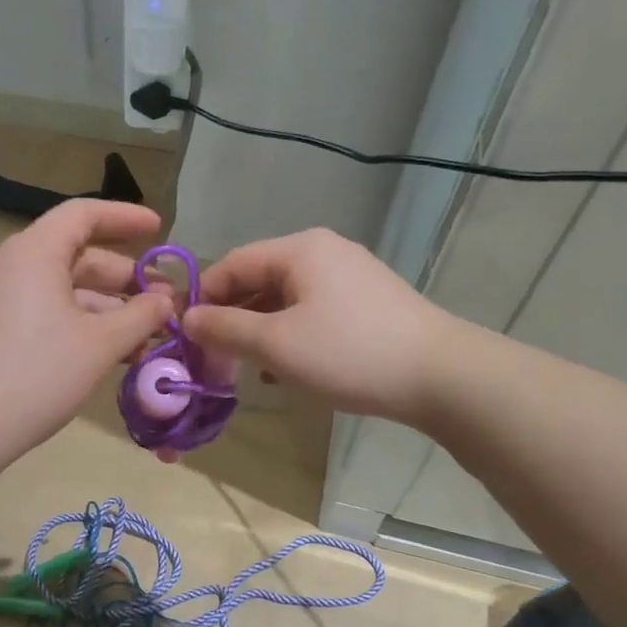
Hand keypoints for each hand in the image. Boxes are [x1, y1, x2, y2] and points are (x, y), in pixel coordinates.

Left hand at [0, 199, 174, 455]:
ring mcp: (0, 298)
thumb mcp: (101, 343)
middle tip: (164, 300)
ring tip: (148, 336)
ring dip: (108, 308)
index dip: (125, 218)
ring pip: (64, 289)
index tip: (159, 230)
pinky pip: (47, 310)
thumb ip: (141, 316)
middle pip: (77, 255)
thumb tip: (166, 301)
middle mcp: (12, 265)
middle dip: (124, 277)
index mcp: (34, 252)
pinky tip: (114, 352)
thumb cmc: (39, 373)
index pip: (84, 215)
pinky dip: (82, 323)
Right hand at [182, 229, 449, 424]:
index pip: (232, 264)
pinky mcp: (366, 303)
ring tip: (248, 370)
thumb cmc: (348, 353)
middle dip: (232, 319)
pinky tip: (287, 370)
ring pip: (284, 300)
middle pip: (258, 280)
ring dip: (259, 332)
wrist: (441, 376)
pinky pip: (311, 312)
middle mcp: (323, 252)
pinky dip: (290, 336)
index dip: (203, 298)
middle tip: (214, 359)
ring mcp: (349, 276)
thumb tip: (187, 319)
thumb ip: (225, 329)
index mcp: (299, 250)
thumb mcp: (276, 344)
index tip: (185, 337)